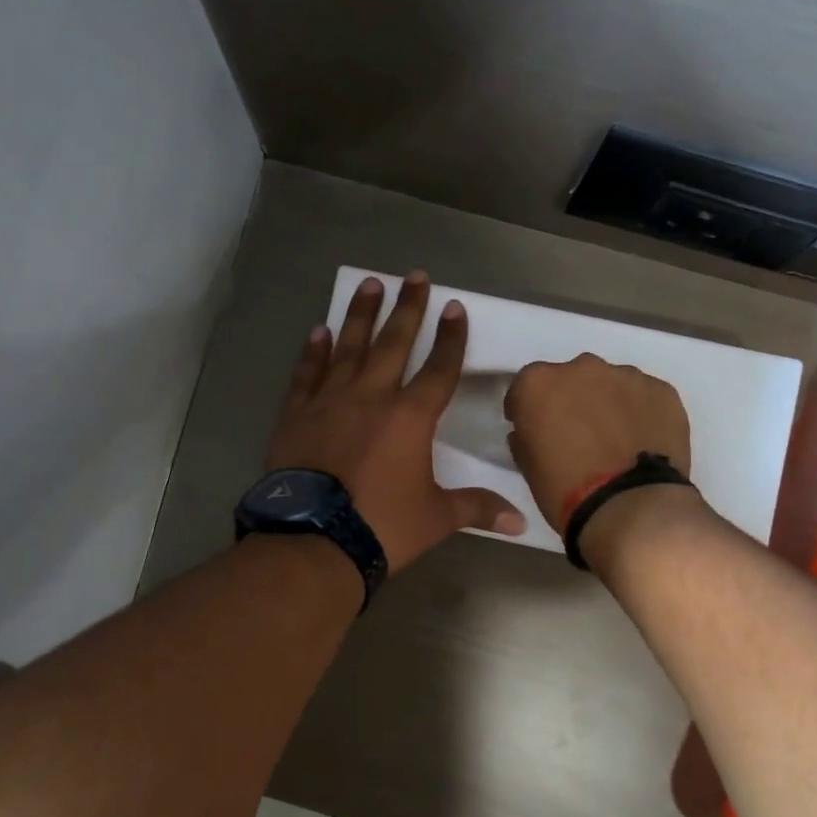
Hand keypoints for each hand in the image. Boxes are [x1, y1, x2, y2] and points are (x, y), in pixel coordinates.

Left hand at [265, 272, 525, 571]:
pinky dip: (313, 351)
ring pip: (349, 347)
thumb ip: (477, 509)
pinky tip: (320, 331)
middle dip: (408, 309)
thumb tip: (520, 522)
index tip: (455, 308)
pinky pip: (307, 374)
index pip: (439, 369)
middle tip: (414, 277)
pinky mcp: (296, 414)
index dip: (451, 338)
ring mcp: (330, 401)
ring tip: (370, 284)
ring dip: (362, 315)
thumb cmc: (383, 526)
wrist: (315, 539)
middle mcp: (372, 396)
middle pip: (394, 343)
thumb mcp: (436, 518)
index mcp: (411, 417)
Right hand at [503, 354, 692, 535]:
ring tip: (616, 441)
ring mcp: (626, 376)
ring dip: (608, 404)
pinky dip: (641, 413)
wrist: (630, 508)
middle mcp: (581, 368)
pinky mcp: (662, 390)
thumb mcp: (529, 467)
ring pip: (611, 384)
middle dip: (571, 401)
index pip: (526, 388)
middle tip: (578, 435)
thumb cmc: (566, 491)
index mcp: (539, 384)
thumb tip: (535, 431)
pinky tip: (643, 442)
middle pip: (571, 379)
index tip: (535, 429)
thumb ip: (527, 437)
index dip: (529, 410)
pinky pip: (645, 397)